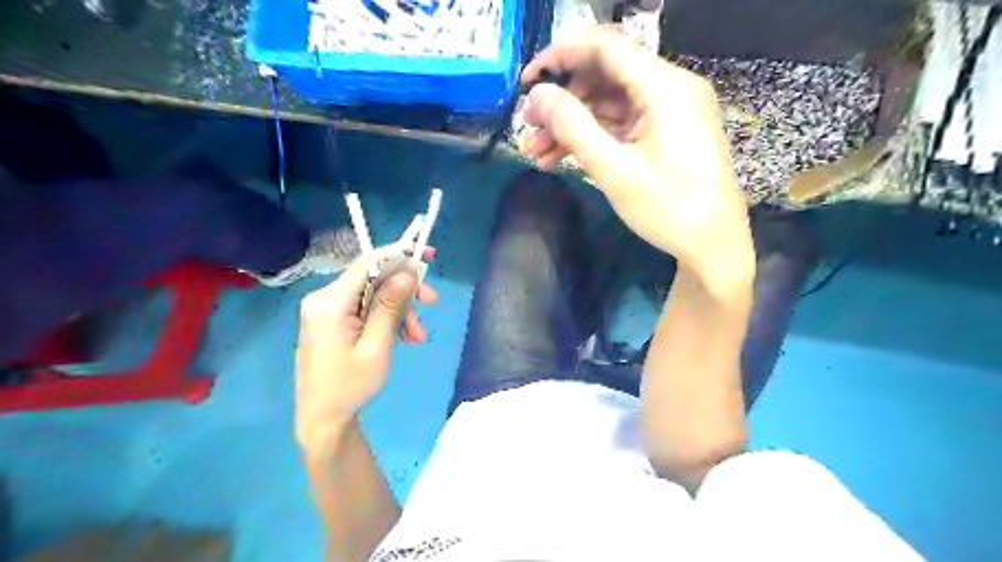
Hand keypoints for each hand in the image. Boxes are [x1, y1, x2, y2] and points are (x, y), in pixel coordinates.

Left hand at [298, 248, 439, 449]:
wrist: (322, 418)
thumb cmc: (350, 386)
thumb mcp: (377, 346)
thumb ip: (390, 306)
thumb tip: (407, 272)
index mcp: (330, 302)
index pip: (367, 263)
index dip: (399, 254)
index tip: (427, 254)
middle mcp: (324, 298)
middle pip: (373, 278)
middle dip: (404, 291)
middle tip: (432, 303)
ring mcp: (325, 309)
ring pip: (372, 294)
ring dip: (399, 310)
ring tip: (417, 337)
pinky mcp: (331, 319)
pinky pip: (364, 307)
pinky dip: (386, 317)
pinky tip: (402, 337)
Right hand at [526, 27, 750, 281]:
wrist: (713, 245)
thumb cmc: (668, 209)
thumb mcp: (614, 170)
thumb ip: (573, 127)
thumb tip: (537, 95)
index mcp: (664, 88)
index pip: (605, 47)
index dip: (560, 55)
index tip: (526, 80)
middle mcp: (670, 88)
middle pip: (605, 75)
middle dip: (562, 100)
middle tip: (529, 127)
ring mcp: (670, 110)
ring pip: (609, 102)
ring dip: (572, 123)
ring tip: (536, 151)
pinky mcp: (667, 131)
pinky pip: (622, 122)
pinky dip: (592, 136)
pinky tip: (561, 158)